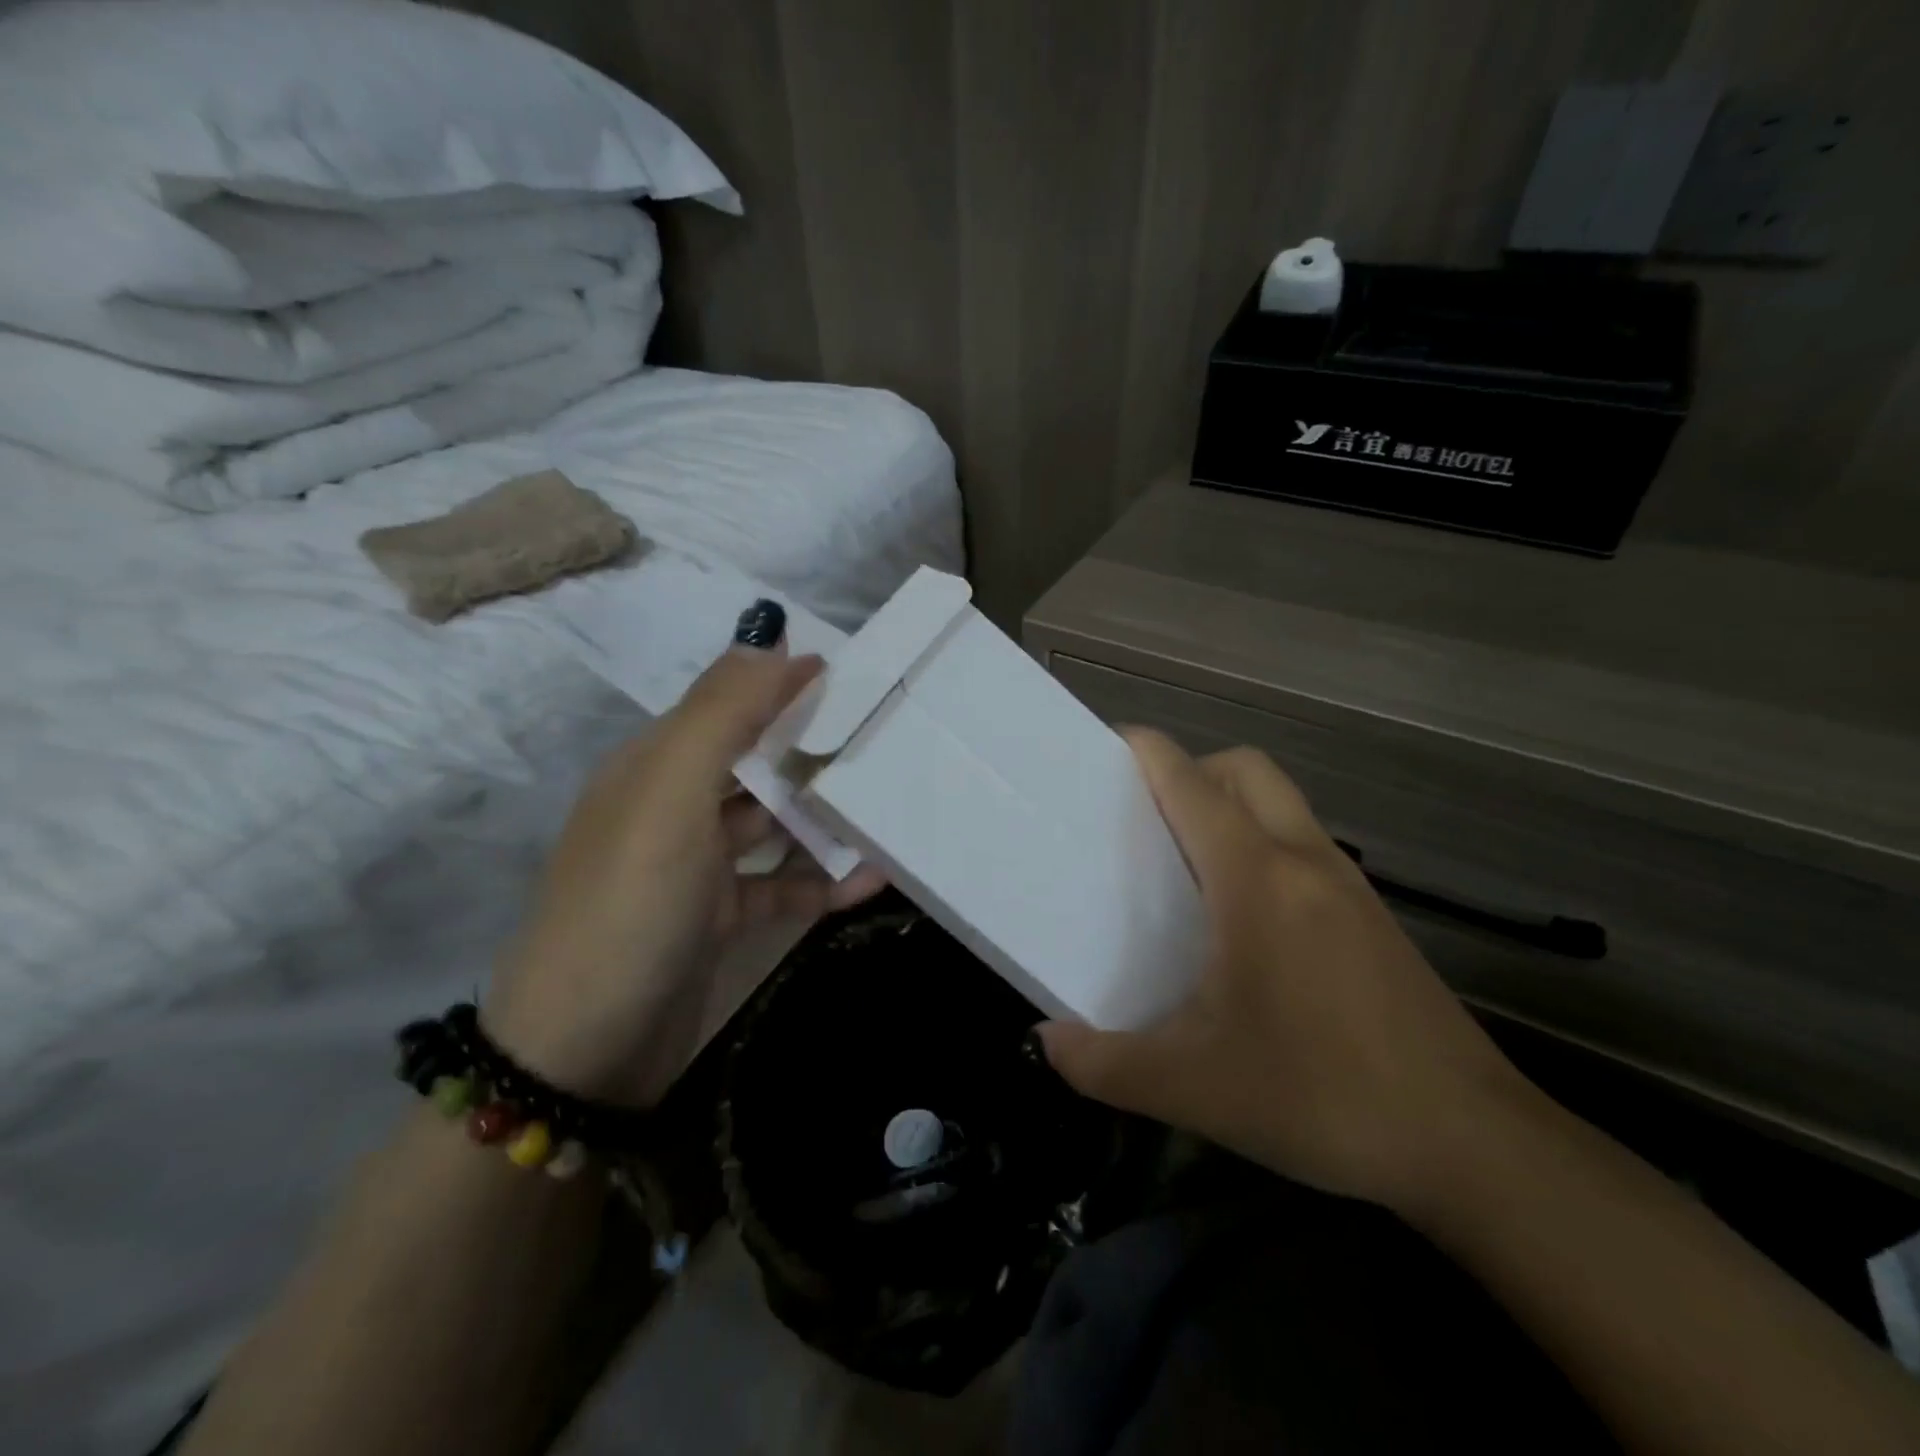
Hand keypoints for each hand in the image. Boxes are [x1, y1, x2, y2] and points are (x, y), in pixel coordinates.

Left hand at [483, 599, 883, 1106]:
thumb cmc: (630, 906)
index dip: (785, 684)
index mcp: (655, 766)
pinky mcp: (717, 919)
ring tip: (892, 806)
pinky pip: (781, 884)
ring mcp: (696, 867)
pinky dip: (822, 880)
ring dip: (827, 817)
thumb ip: (722, 714)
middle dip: (815, 750)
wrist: (582, 1052)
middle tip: (887, 740)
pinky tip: (873, 880)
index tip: (856, 676)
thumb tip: (772, 635)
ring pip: (774, 824)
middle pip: (757, 762)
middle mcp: (675, 807)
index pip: (729, 704)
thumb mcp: (671, 796)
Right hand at [1038, 730, 1530, 1213]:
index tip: (1099, 752)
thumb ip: (1105, 1064)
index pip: (1190, 781)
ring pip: (1281, 802)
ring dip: (1230, 806)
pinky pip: (1303, 844)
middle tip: (1143, 819)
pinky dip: (1262, 844)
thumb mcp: (1194, 1087)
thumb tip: (1047, 1044)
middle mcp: (1303, 859)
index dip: (1144, 751)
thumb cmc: (1323, 1095)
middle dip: (1190, 770)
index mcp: (1255, 877)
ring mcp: (1347, 884)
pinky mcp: (1373, 916)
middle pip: (1243, 769)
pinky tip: (1242, 918)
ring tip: (1183, 866)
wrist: (1473, 1146)